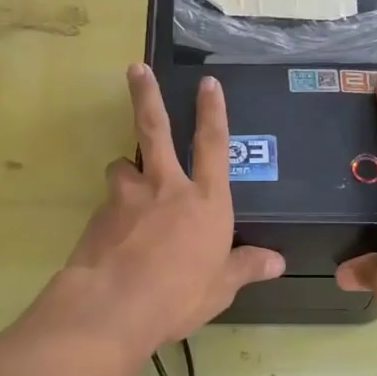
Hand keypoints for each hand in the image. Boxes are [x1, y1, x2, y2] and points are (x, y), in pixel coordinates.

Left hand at [56, 65, 283, 354]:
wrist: (114, 306)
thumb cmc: (179, 295)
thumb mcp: (221, 286)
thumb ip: (245, 267)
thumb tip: (278, 262)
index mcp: (206, 201)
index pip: (213, 145)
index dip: (212, 112)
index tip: (208, 82)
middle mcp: (166, 188)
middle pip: (156, 130)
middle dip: (147, 96)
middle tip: (136, 69)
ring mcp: (128, 198)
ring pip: (122, 167)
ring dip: (126, 170)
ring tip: (127, 185)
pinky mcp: (98, 215)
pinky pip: (108, 205)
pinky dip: (113, 212)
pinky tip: (113, 237)